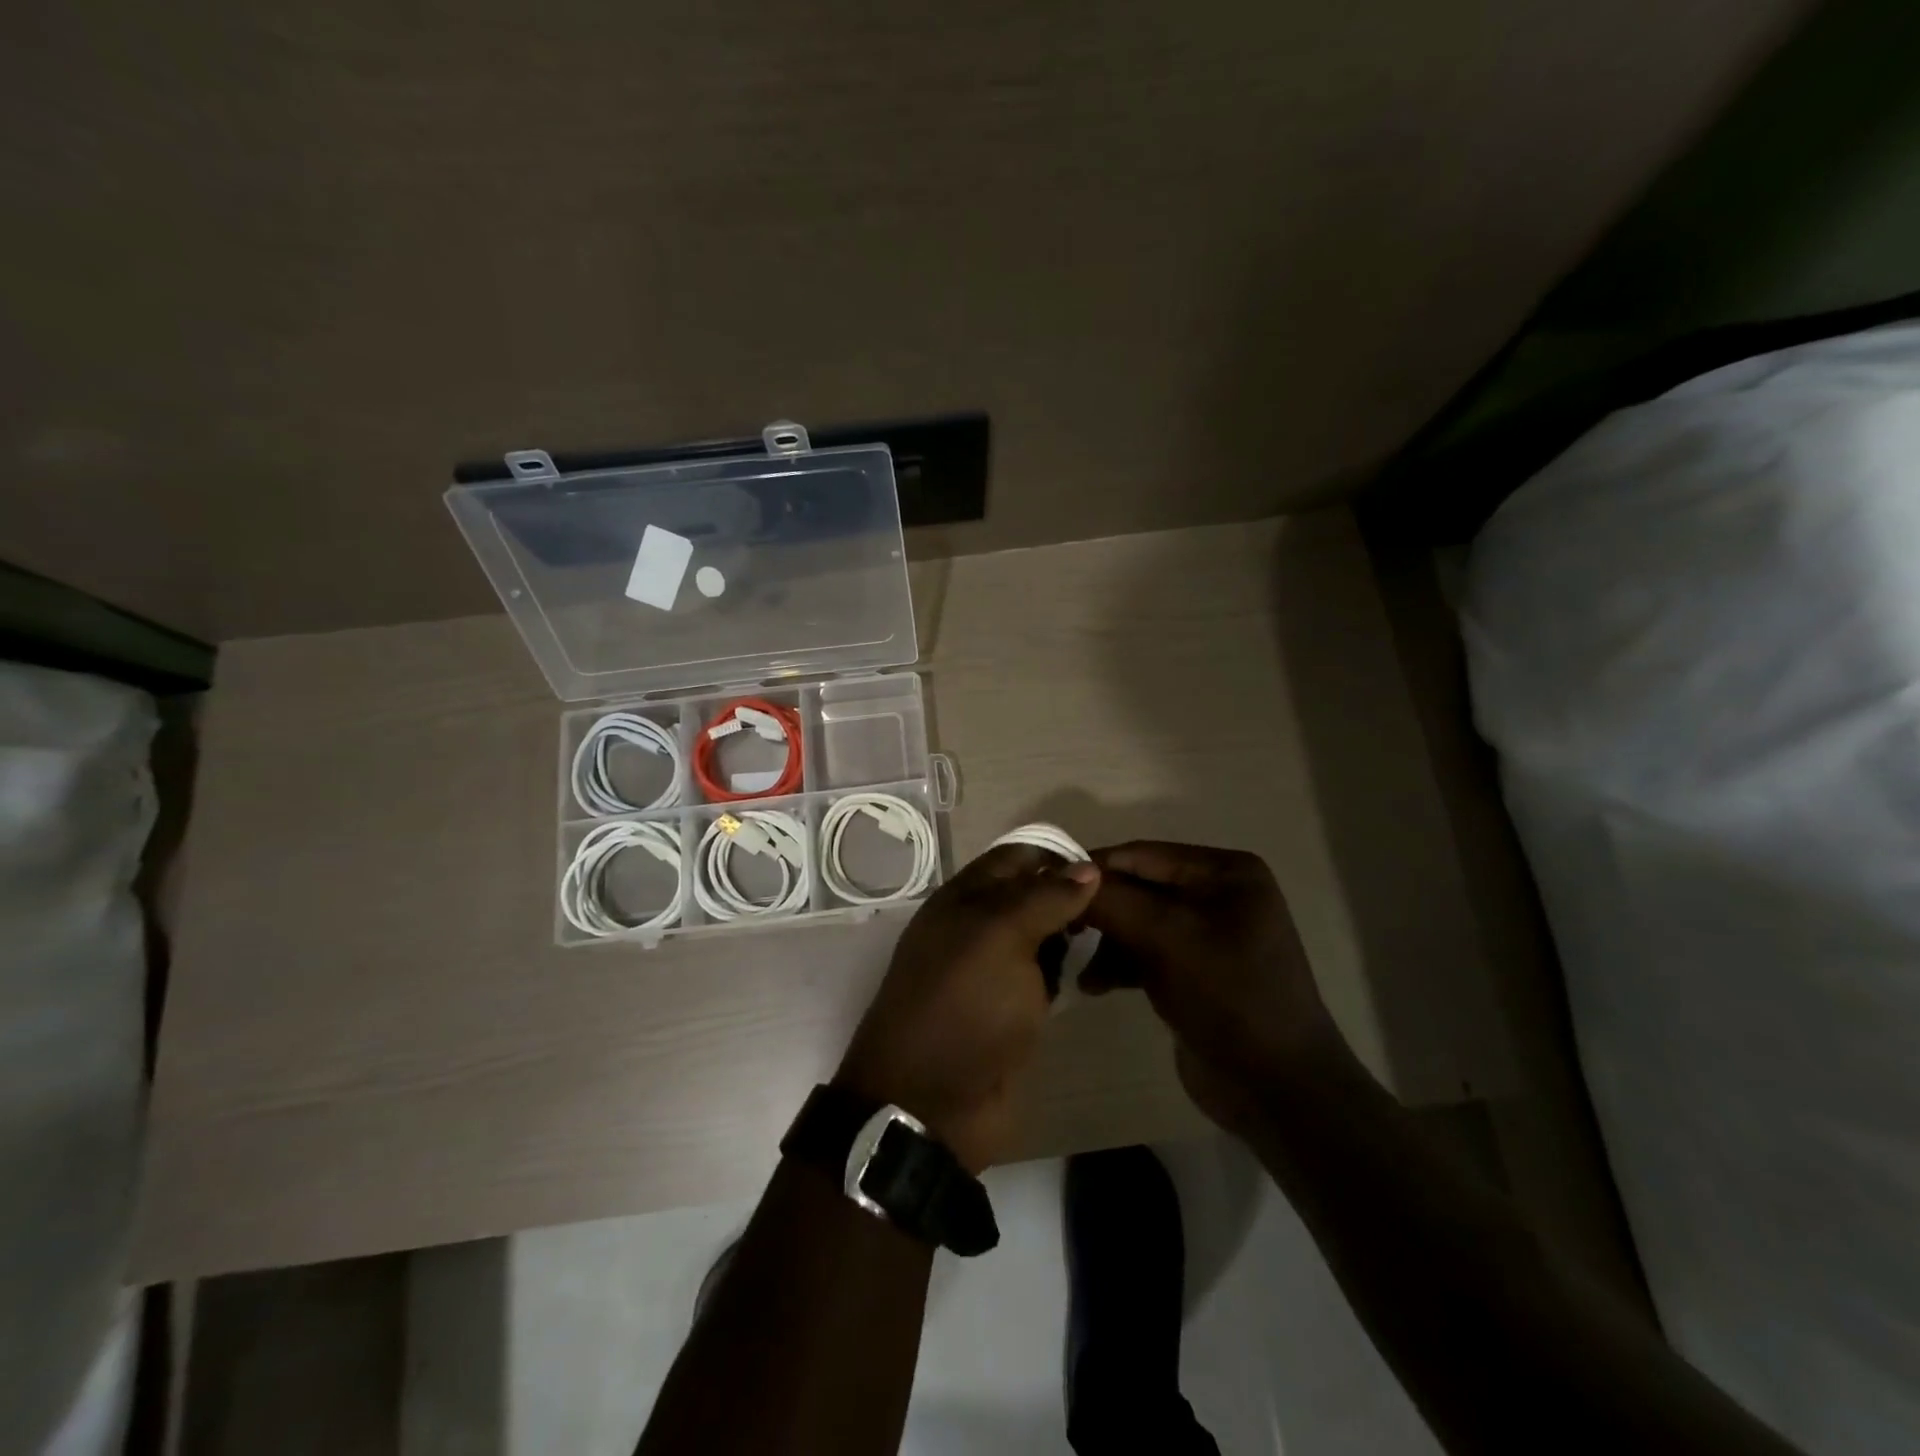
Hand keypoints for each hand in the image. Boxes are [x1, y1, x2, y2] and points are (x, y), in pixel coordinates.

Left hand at [835, 845, 1100, 1171]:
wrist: (931, 1105)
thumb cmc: (962, 1007)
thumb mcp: (999, 937)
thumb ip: (1043, 898)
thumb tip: (1088, 868)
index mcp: (963, 900)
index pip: (1014, 859)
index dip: (1056, 857)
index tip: (1106, 869)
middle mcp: (976, 928)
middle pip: (1030, 896)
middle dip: (1071, 895)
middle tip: (1123, 906)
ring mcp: (994, 972)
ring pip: (1041, 936)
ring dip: (1072, 933)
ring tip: (1120, 933)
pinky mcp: (1011, 1010)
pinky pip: (1044, 975)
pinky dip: (1068, 969)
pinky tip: (1099, 969)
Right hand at [1079, 842, 1348, 1132]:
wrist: (1278, 1090)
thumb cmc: (1229, 997)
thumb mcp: (1168, 939)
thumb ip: (1113, 901)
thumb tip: (1065, 874)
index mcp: (1226, 872)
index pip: (1143, 855)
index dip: (1094, 869)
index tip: (1044, 886)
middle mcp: (1219, 894)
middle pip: (1139, 888)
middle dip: (1100, 911)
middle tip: (1058, 931)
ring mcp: (1208, 935)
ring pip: (1137, 923)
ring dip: (1107, 944)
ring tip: (1083, 973)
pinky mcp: (1195, 971)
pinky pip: (1147, 953)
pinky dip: (1120, 965)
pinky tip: (1096, 986)